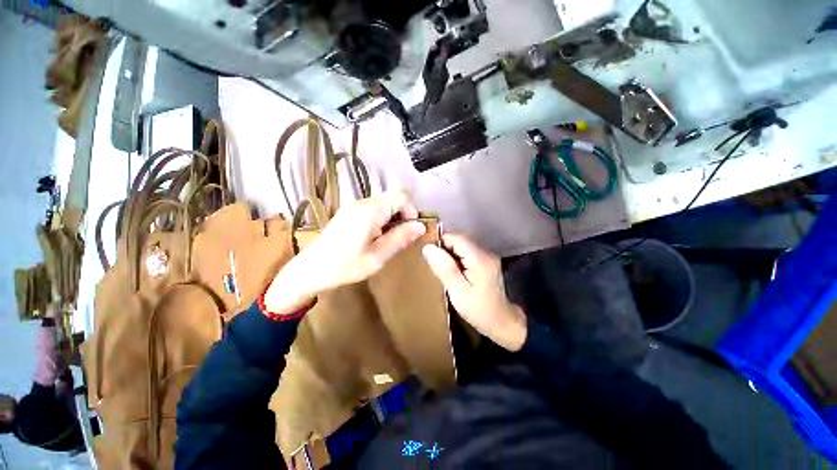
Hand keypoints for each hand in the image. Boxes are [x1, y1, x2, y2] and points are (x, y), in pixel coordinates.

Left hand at [264, 191, 425, 314]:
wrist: (310, 269)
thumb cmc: (346, 266)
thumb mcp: (378, 256)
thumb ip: (400, 238)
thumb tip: (421, 226)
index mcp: (371, 211)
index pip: (401, 196)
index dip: (411, 210)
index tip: (410, 229)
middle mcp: (362, 202)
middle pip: (393, 197)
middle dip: (402, 214)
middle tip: (400, 236)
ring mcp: (353, 205)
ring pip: (383, 202)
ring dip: (392, 216)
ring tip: (387, 238)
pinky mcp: (348, 211)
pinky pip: (372, 207)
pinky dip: (381, 217)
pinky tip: (375, 235)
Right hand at [422, 234, 526, 351]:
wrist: (502, 323)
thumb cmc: (479, 310)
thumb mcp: (458, 292)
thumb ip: (444, 268)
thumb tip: (428, 247)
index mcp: (479, 258)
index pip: (455, 238)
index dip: (440, 243)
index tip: (428, 256)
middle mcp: (485, 252)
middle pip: (459, 241)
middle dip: (444, 249)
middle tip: (433, 266)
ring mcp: (487, 256)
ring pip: (461, 246)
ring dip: (449, 254)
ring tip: (440, 269)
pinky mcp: (486, 262)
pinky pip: (466, 253)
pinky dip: (456, 259)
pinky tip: (452, 272)